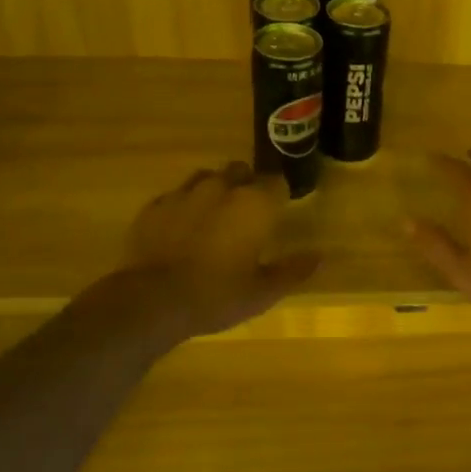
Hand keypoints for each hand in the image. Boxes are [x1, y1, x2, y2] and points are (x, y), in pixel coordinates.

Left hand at [115, 162, 319, 339]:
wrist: (151, 300)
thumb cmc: (216, 295)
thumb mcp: (263, 292)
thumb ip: (293, 270)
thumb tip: (319, 257)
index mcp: (254, 204)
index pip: (277, 183)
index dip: (279, 195)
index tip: (279, 211)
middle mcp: (221, 188)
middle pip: (241, 171)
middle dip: (247, 185)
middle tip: (248, 215)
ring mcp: (184, 193)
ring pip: (207, 177)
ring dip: (215, 190)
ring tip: (215, 217)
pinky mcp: (154, 206)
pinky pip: (176, 196)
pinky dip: (185, 206)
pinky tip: (183, 229)